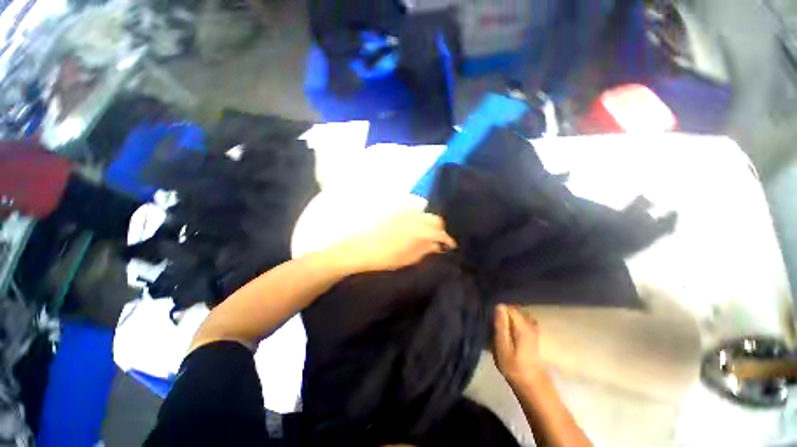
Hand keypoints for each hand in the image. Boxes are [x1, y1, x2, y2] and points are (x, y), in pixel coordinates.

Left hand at [332, 211, 456, 273]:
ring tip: (426, 234)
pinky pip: (412, 210)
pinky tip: (413, 226)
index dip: (447, 239)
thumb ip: (425, 250)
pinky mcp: (394, 209)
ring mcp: (403, 211)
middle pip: (434, 219)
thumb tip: (437, 245)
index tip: (450, 246)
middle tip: (438, 240)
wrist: (357, 248)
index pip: (440, 232)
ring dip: (429, 223)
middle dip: (440, 229)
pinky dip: (417, 218)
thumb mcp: (407, 258)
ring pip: (424, 213)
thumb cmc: (383, 257)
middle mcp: (413, 216)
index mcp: (418, 229)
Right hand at [493, 304, 546, 385]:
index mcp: (522, 325)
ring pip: (517, 316)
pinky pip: (521, 322)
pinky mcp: (533, 335)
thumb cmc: (513, 366)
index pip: (508, 307)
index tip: (490, 318)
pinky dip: (514, 324)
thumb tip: (499, 306)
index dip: (498, 310)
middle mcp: (530, 324)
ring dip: (508, 319)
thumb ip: (501, 325)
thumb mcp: (502, 347)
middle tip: (493, 325)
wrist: (532, 384)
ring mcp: (533, 329)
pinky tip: (509, 333)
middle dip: (503, 314)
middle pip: (514, 310)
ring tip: (499, 329)